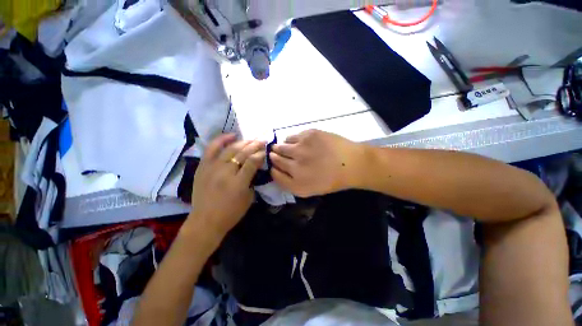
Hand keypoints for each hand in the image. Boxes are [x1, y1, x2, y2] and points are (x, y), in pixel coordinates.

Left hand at [190, 134, 265, 237]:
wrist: (205, 221)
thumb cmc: (230, 213)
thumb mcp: (249, 198)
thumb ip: (252, 180)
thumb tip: (255, 167)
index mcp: (238, 183)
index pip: (252, 162)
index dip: (260, 154)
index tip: (265, 151)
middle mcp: (225, 172)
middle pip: (242, 153)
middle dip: (255, 145)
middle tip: (262, 141)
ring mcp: (212, 168)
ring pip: (230, 148)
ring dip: (243, 142)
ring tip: (251, 139)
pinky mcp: (203, 166)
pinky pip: (212, 149)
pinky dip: (222, 140)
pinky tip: (232, 135)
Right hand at [270, 130, 366, 196]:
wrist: (352, 163)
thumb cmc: (331, 179)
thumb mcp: (309, 190)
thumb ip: (289, 183)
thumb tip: (275, 169)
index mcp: (296, 183)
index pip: (274, 173)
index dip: (273, 168)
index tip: (275, 165)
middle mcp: (295, 166)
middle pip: (274, 158)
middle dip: (274, 156)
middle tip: (279, 154)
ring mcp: (301, 149)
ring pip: (280, 146)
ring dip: (282, 147)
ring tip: (292, 149)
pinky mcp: (308, 135)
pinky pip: (291, 137)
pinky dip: (292, 140)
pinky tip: (300, 143)